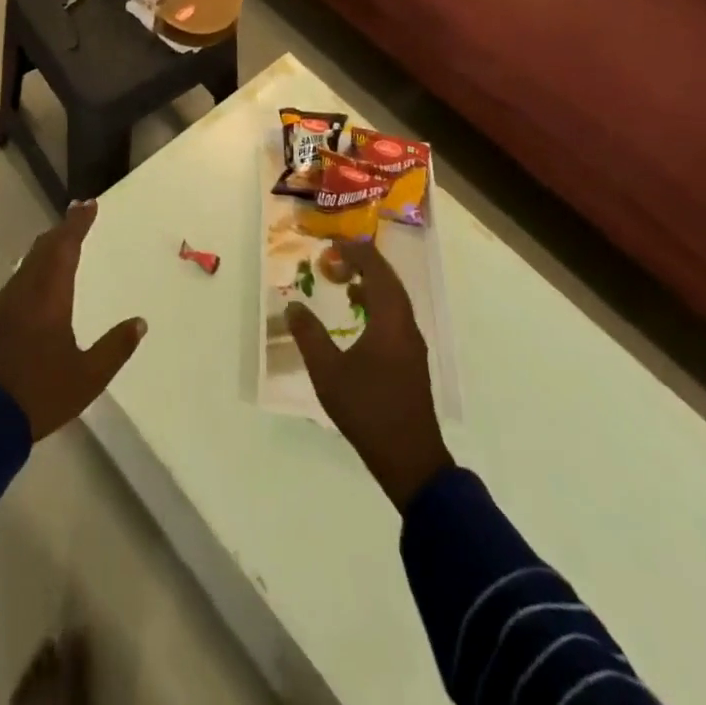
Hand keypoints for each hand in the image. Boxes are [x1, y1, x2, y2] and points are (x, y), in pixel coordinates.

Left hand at [0, 199, 147, 440]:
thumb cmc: (40, 394)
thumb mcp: (88, 377)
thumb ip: (115, 348)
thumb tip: (140, 322)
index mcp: (49, 296)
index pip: (65, 247)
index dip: (77, 224)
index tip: (89, 204)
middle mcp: (25, 291)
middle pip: (44, 248)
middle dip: (63, 230)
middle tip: (79, 214)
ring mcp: (5, 304)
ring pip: (28, 262)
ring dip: (47, 247)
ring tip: (62, 241)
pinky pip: (19, 278)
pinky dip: (35, 266)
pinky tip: (39, 279)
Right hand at [286, 239, 453, 510]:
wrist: (410, 460)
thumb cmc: (368, 410)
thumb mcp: (328, 373)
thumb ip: (309, 336)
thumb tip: (293, 306)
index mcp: (390, 320)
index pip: (376, 271)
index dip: (355, 252)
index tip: (332, 244)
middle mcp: (406, 325)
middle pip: (389, 280)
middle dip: (363, 263)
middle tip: (335, 256)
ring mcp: (412, 343)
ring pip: (394, 298)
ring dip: (371, 283)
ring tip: (343, 279)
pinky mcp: (411, 359)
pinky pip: (395, 315)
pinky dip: (376, 302)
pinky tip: (358, 314)